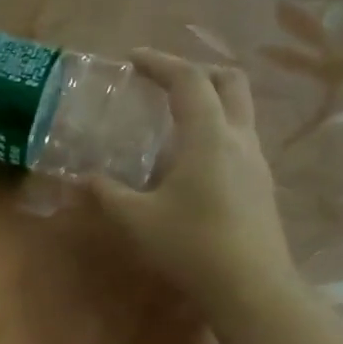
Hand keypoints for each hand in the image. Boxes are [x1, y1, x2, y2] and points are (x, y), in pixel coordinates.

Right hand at [92, 50, 297, 313]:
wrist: (250, 285)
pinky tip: (192, 162)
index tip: (133, 58)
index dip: (160, 63)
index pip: (188, 80)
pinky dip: (216, 131)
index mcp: (208, 135)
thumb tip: (81, 179)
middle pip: (229, 81)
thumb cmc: (190, 244)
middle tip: (164, 83)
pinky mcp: (261, 184)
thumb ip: (106, 193)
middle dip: (196, 71)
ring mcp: (256, 161)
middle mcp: (239, 137)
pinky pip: (240, 139)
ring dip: (210, 101)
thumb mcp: (136, 219)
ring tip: (174, 121)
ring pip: (240, 110)